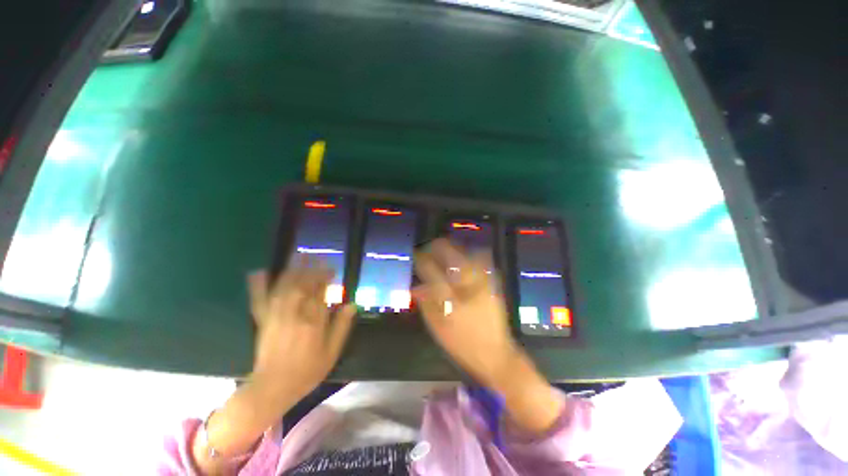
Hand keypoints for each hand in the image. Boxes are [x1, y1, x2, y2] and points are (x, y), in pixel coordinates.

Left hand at [248, 258, 356, 406]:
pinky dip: (259, 285)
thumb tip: (351, 304)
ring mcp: (275, 316)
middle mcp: (294, 315)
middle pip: (303, 285)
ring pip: (284, 287)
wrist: (272, 388)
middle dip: (311, 269)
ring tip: (298, 255)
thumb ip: (341, 327)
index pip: (320, 292)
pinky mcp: (262, 321)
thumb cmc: (307, 371)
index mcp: (313, 322)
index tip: (331, 268)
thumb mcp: (332, 352)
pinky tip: (259, 272)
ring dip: (292, 269)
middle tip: (317, 257)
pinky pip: (259, 300)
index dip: (325, 278)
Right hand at [413, 239, 519, 388]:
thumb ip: (425, 305)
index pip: (432, 271)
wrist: (496, 355)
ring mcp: (483, 283)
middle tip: (430, 248)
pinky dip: (472, 254)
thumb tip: (416, 287)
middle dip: (438, 248)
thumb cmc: (463, 344)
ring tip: (445, 250)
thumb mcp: (437, 328)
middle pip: (451, 255)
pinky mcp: (493, 284)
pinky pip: (483, 261)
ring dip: (454, 249)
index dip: (422, 260)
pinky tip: (465, 257)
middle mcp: (468, 286)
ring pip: (468, 254)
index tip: (417, 255)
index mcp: (451, 299)